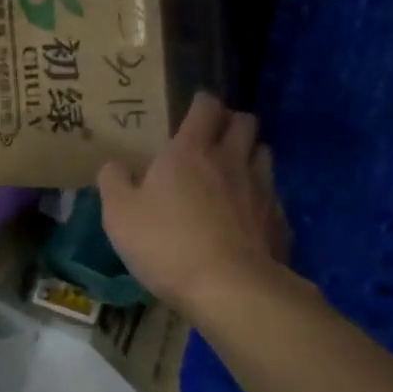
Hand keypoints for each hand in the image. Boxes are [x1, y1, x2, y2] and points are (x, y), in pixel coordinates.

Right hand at [98, 93, 290, 314]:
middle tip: (215, 139)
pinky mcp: (279, 220)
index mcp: (190, 151)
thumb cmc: (166, 243)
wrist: (229, 288)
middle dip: (232, 123)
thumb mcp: (119, 214)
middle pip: (245, 122)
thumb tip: (114, 166)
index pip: (206, 106)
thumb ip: (113, 182)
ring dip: (250, 155)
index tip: (193, 109)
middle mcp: (231, 160)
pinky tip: (247, 217)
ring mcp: (261, 189)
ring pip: (264, 154)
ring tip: (233, 173)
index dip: (201, 103)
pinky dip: (261, 198)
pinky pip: (273, 196)